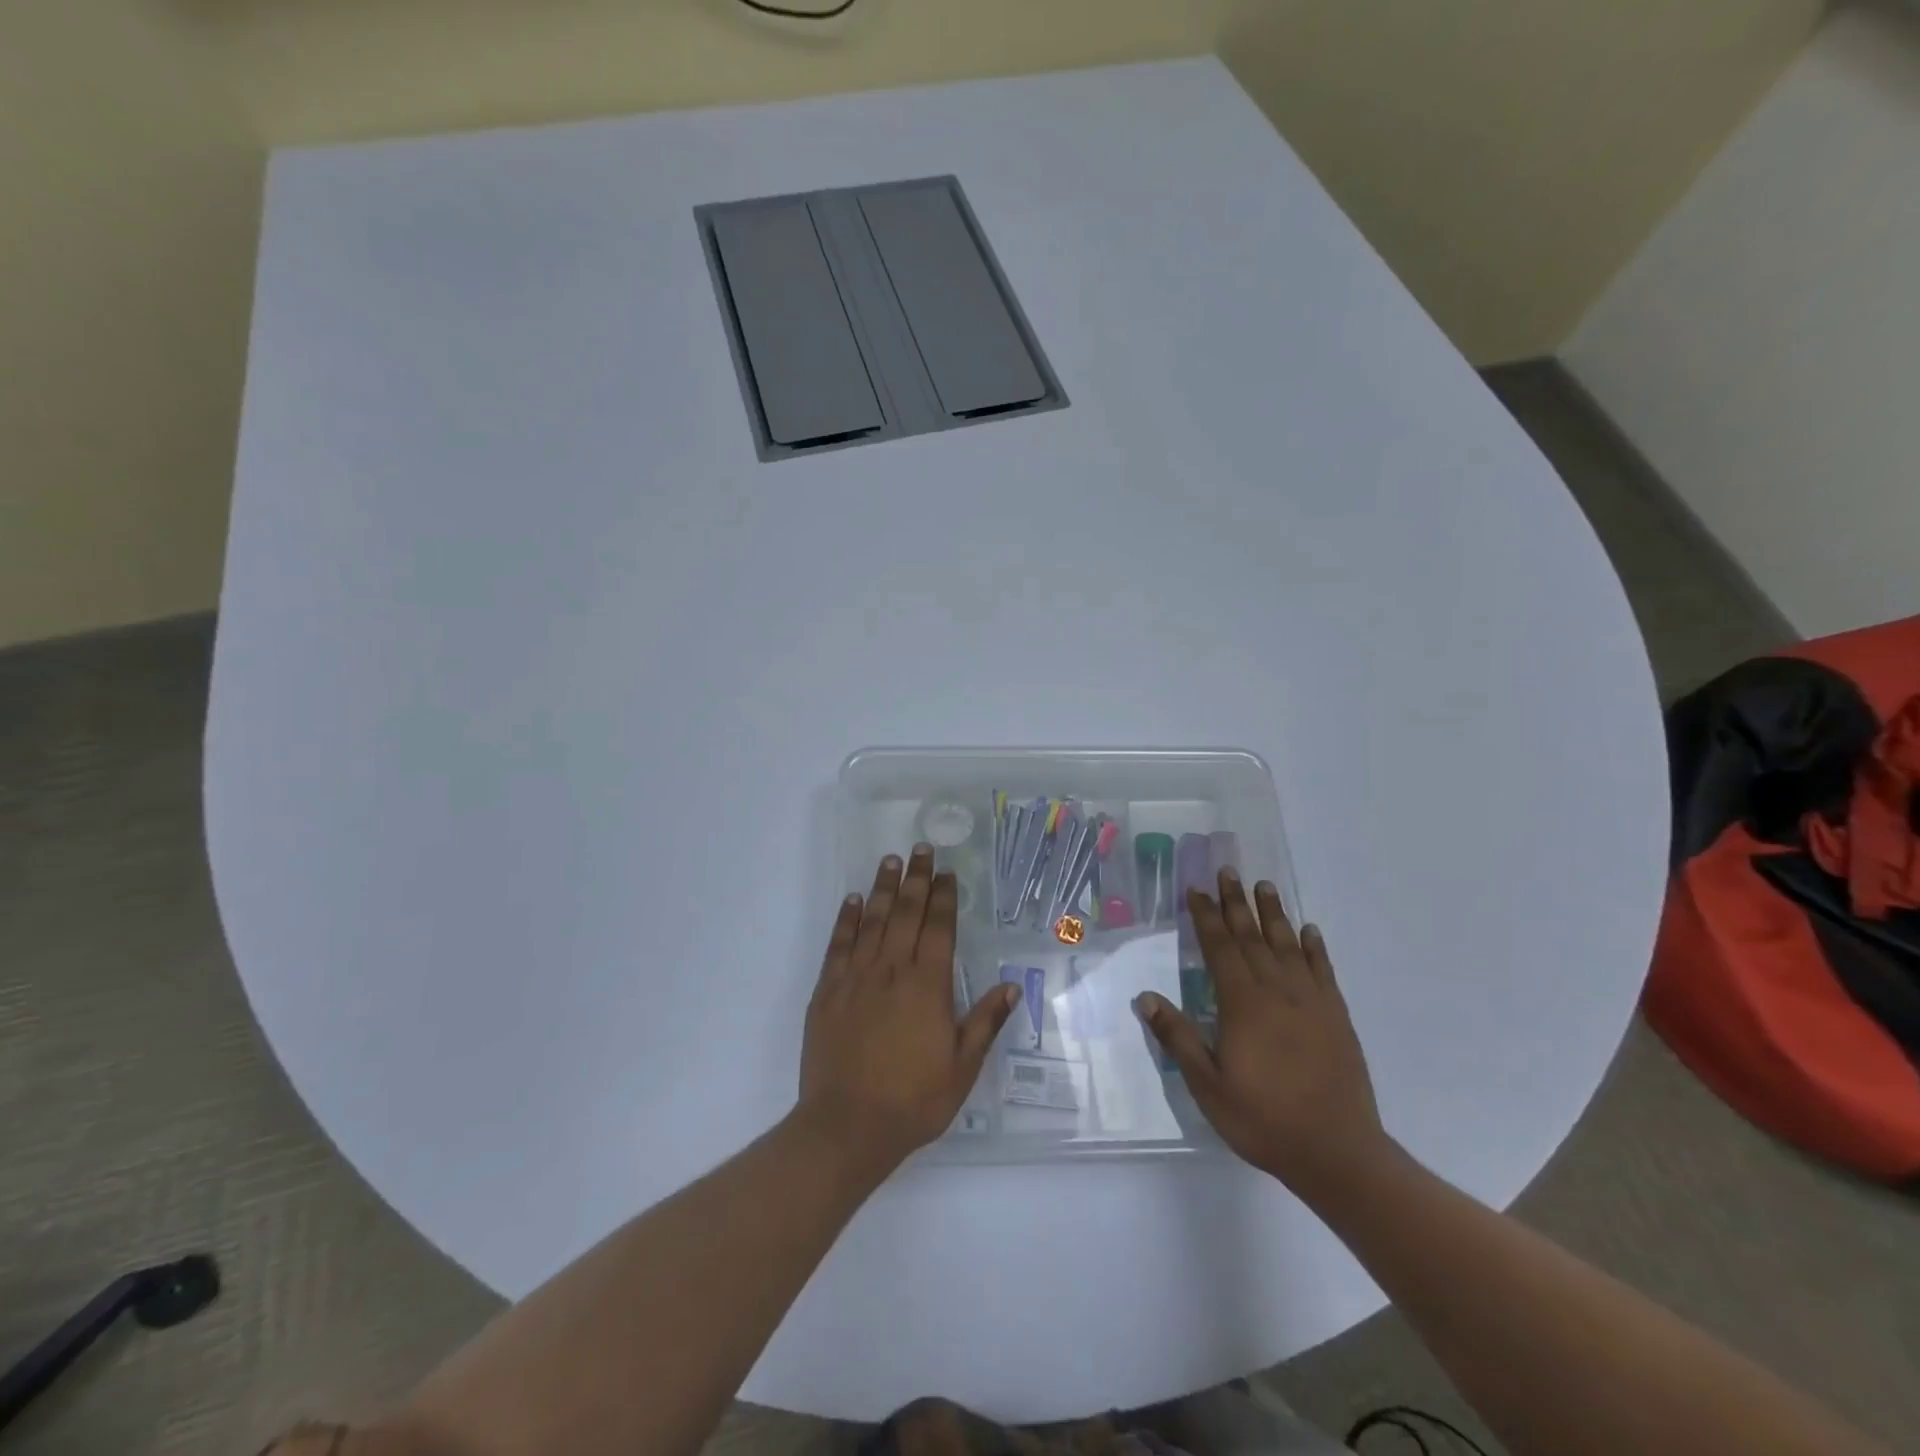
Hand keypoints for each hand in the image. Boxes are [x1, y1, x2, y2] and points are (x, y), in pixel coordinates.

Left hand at [799, 846, 1020, 1167]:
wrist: (848, 1125)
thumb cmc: (913, 1100)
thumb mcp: (962, 1068)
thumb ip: (985, 1022)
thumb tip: (1011, 986)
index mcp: (927, 986)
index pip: (938, 929)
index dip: (944, 898)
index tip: (947, 873)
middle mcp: (892, 971)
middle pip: (906, 914)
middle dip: (916, 880)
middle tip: (921, 850)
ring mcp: (856, 978)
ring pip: (873, 922)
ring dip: (883, 889)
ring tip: (890, 861)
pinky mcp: (827, 992)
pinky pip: (838, 945)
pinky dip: (846, 920)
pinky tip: (853, 900)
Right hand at [1137, 869, 1389, 1199]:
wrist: (1337, 1152)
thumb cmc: (1263, 1119)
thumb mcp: (1208, 1085)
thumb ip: (1177, 1037)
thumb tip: (1145, 997)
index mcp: (1243, 1004)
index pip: (1220, 948)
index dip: (1206, 918)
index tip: (1196, 890)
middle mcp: (1277, 992)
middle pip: (1252, 937)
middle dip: (1236, 903)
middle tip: (1228, 871)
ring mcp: (1311, 1002)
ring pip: (1288, 946)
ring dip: (1274, 914)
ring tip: (1264, 886)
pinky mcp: (1336, 1017)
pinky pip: (1322, 971)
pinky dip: (1314, 947)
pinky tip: (1309, 931)